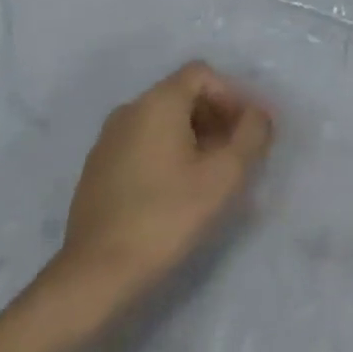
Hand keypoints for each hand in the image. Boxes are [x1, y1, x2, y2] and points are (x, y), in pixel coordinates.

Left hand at [43, 62, 273, 326]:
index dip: (232, 96)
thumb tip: (258, 115)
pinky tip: (176, 192)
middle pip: (183, 95)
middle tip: (236, 154)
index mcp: (157, 102)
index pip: (203, 74)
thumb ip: (251, 134)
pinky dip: (166, 155)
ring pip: (162, 122)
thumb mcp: (225, 175)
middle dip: (216, 117)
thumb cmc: (166, 216)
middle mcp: (129, 110)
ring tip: (211, 176)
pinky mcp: (97, 171)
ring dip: (193, 138)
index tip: (247, 131)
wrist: (94, 277)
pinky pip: (142, 145)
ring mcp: (107, 141)